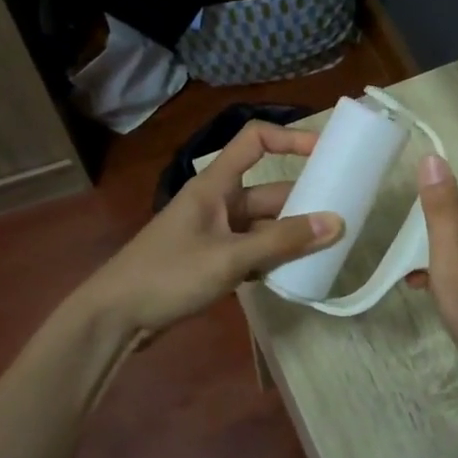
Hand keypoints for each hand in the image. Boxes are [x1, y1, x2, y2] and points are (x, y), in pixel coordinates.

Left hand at [81, 121, 343, 336]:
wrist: (115, 318)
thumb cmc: (169, 275)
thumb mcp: (230, 257)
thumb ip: (282, 241)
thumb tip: (336, 223)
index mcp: (214, 185)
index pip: (255, 142)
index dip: (290, 139)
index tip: (326, 154)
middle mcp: (216, 203)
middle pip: (267, 192)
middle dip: (302, 202)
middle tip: (342, 216)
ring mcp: (213, 234)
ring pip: (262, 226)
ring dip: (290, 235)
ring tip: (329, 248)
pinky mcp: (211, 261)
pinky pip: (251, 251)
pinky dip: (272, 259)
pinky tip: (295, 274)